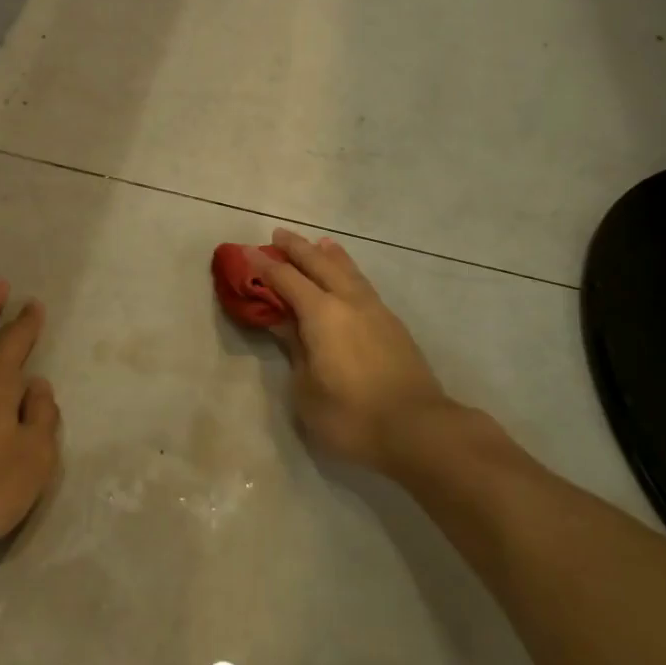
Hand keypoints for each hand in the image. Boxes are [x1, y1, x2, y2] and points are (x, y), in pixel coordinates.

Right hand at [251, 230, 456, 472]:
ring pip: (347, 271)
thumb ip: (296, 351)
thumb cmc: (352, 416)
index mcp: (322, 314)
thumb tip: (287, 325)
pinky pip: (363, 284)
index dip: (265, 266)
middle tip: (279, 234)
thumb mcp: (306, 390)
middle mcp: (348, 301)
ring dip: (329, 255)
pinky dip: (349, 271)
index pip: (286, 280)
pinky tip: (349, 277)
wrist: (418, 429)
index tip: (247, 252)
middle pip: (319, 264)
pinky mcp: (393, 325)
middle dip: (297, 248)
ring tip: (319, 243)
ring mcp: (375, 310)